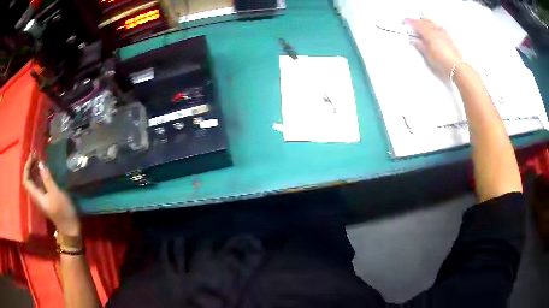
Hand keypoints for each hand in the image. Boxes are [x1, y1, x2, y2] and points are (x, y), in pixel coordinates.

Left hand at [23, 154, 80, 236]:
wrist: (70, 229)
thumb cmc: (63, 211)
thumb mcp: (56, 194)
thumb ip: (47, 179)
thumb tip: (40, 163)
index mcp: (36, 196)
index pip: (26, 180)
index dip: (27, 167)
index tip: (33, 156)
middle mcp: (37, 196)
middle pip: (29, 180)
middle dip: (31, 166)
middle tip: (37, 155)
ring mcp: (42, 197)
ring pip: (34, 181)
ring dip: (35, 170)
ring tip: (41, 159)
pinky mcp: (47, 198)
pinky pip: (39, 184)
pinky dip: (40, 175)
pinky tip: (46, 170)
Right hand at [406, 18, 462, 79]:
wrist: (456, 67)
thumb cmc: (441, 61)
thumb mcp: (428, 55)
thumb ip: (420, 46)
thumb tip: (414, 41)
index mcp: (428, 33)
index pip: (417, 24)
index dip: (410, 22)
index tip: (405, 21)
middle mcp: (436, 30)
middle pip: (425, 21)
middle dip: (419, 21)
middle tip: (414, 23)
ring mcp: (443, 33)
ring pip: (433, 24)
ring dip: (427, 23)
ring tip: (423, 24)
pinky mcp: (449, 38)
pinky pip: (439, 28)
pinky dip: (434, 27)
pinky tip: (434, 30)